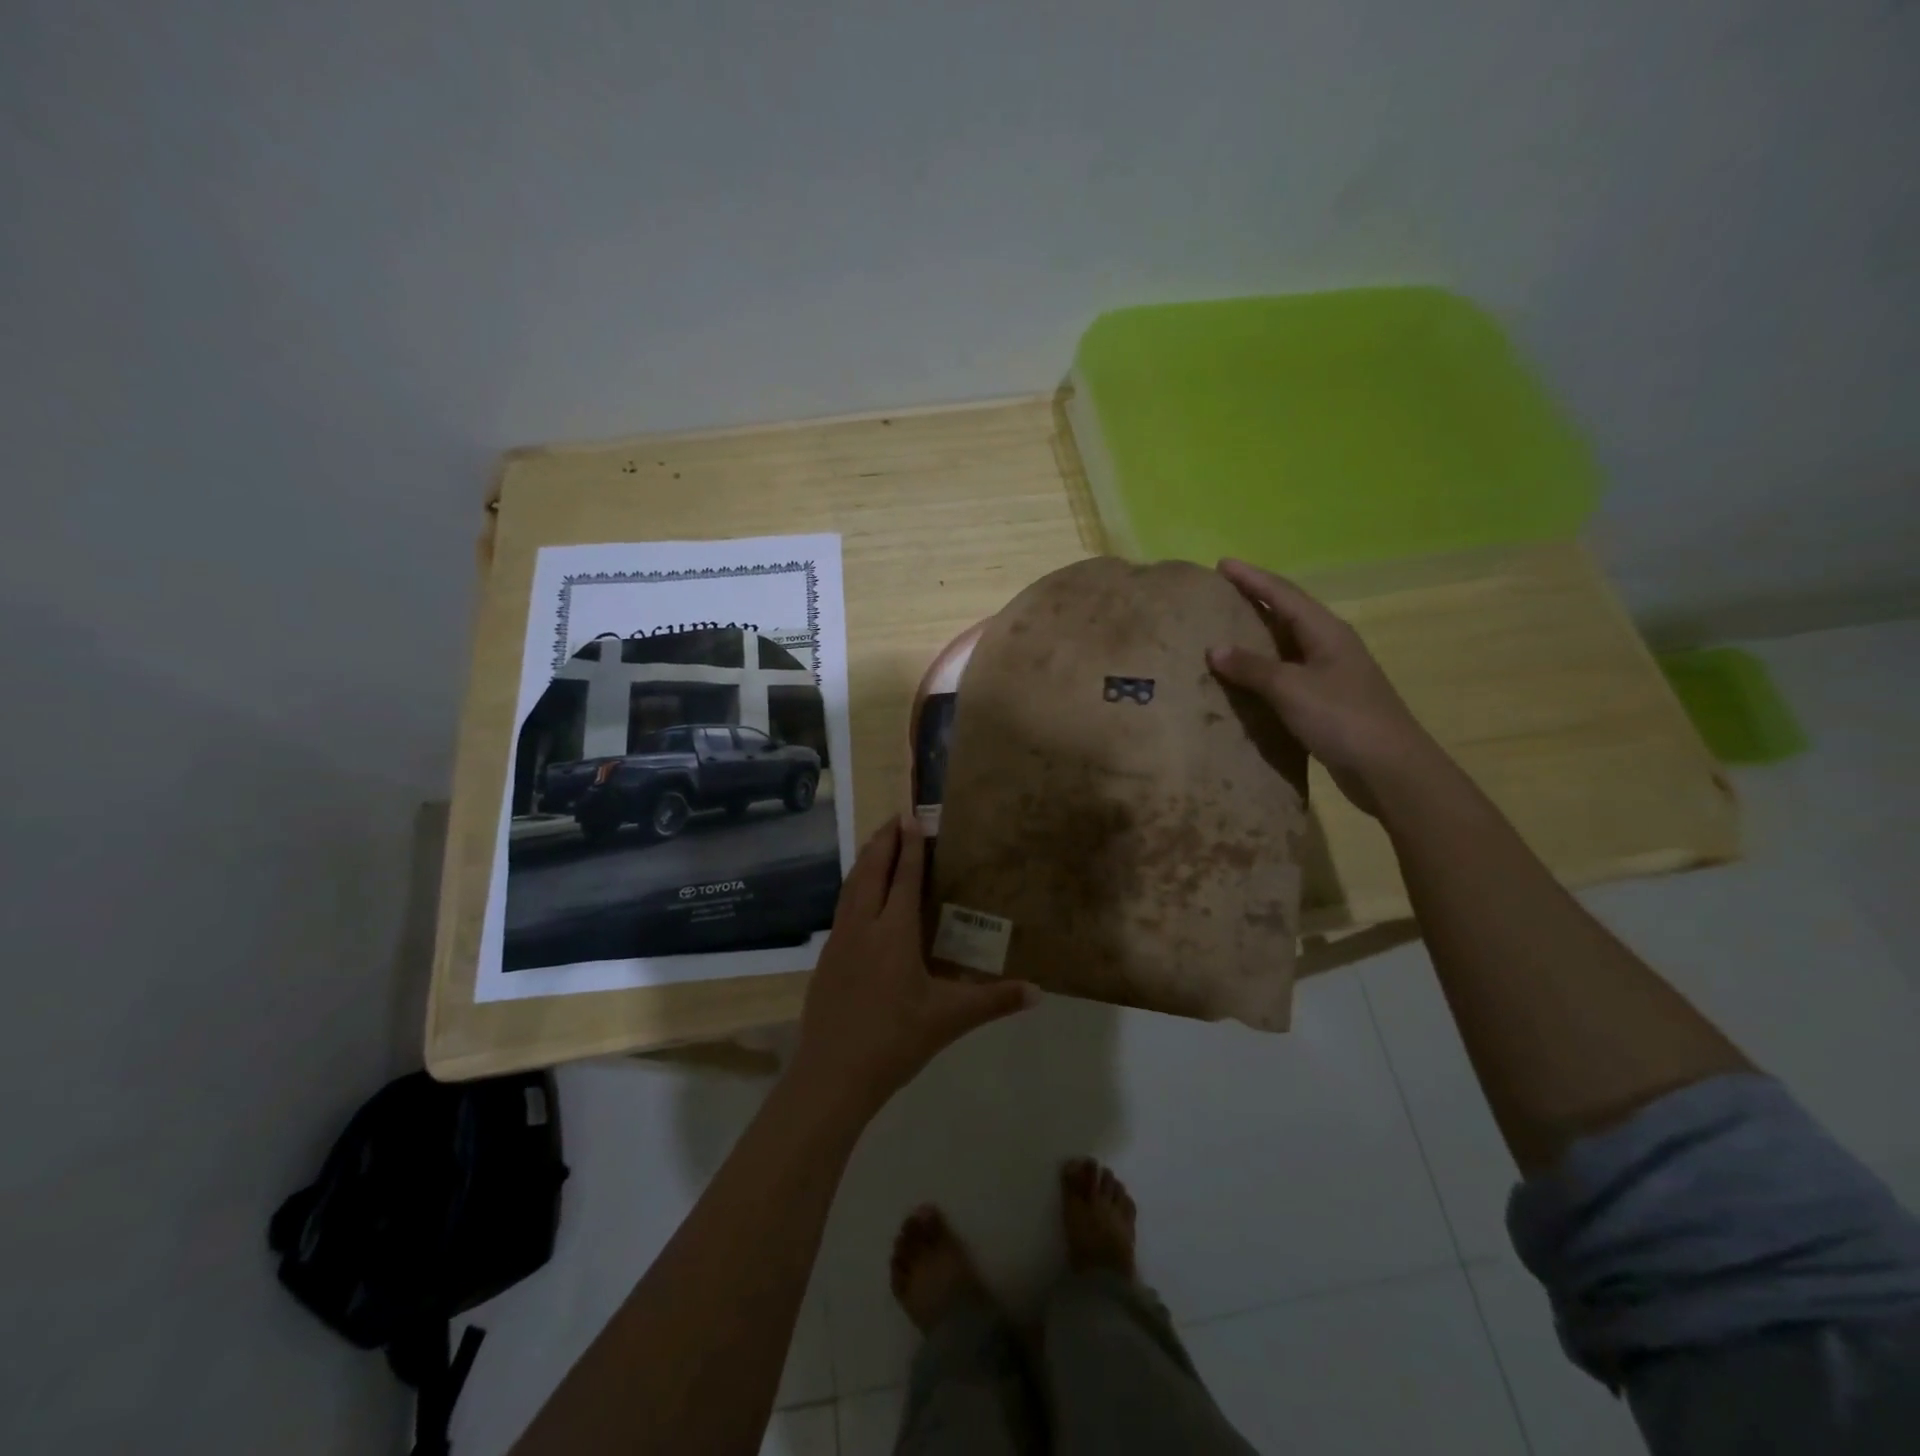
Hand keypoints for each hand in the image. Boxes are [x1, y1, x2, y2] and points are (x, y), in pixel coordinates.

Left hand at [789, 815, 1034, 1121]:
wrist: (832, 1075)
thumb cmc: (895, 1041)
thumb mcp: (949, 1019)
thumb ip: (994, 1000)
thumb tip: (1038, 992)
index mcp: (895, 934)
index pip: (905, 878)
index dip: (910, 846)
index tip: (913, 817)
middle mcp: (864, 927)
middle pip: (871, 871)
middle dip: (884, 841)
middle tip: (896, 817)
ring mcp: (840, 941)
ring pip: (851, 886)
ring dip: (866, 859)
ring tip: (878, 843)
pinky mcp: (826, 958)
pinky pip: (843, 907)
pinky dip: (854, 886)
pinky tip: (860, 895)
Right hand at [1206, 558, 1438, 816]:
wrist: (1389, 769)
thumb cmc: (1342, 719)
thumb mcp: (1292, 689)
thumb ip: (1252, 668)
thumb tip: (1214, 649)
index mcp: (1326, 632)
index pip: (1284, 594)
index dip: (1252, 578)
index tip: (1222, 564)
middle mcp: (1330, 646)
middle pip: (1288, 614)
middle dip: (1255, 601)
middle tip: (1220, 594)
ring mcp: (1331, 675)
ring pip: (1287, 646)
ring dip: (1258, 637)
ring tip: (1224, 631)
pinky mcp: (1327, 702)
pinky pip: (1287, 675)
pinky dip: (1263, 671)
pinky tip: (1245, 679)